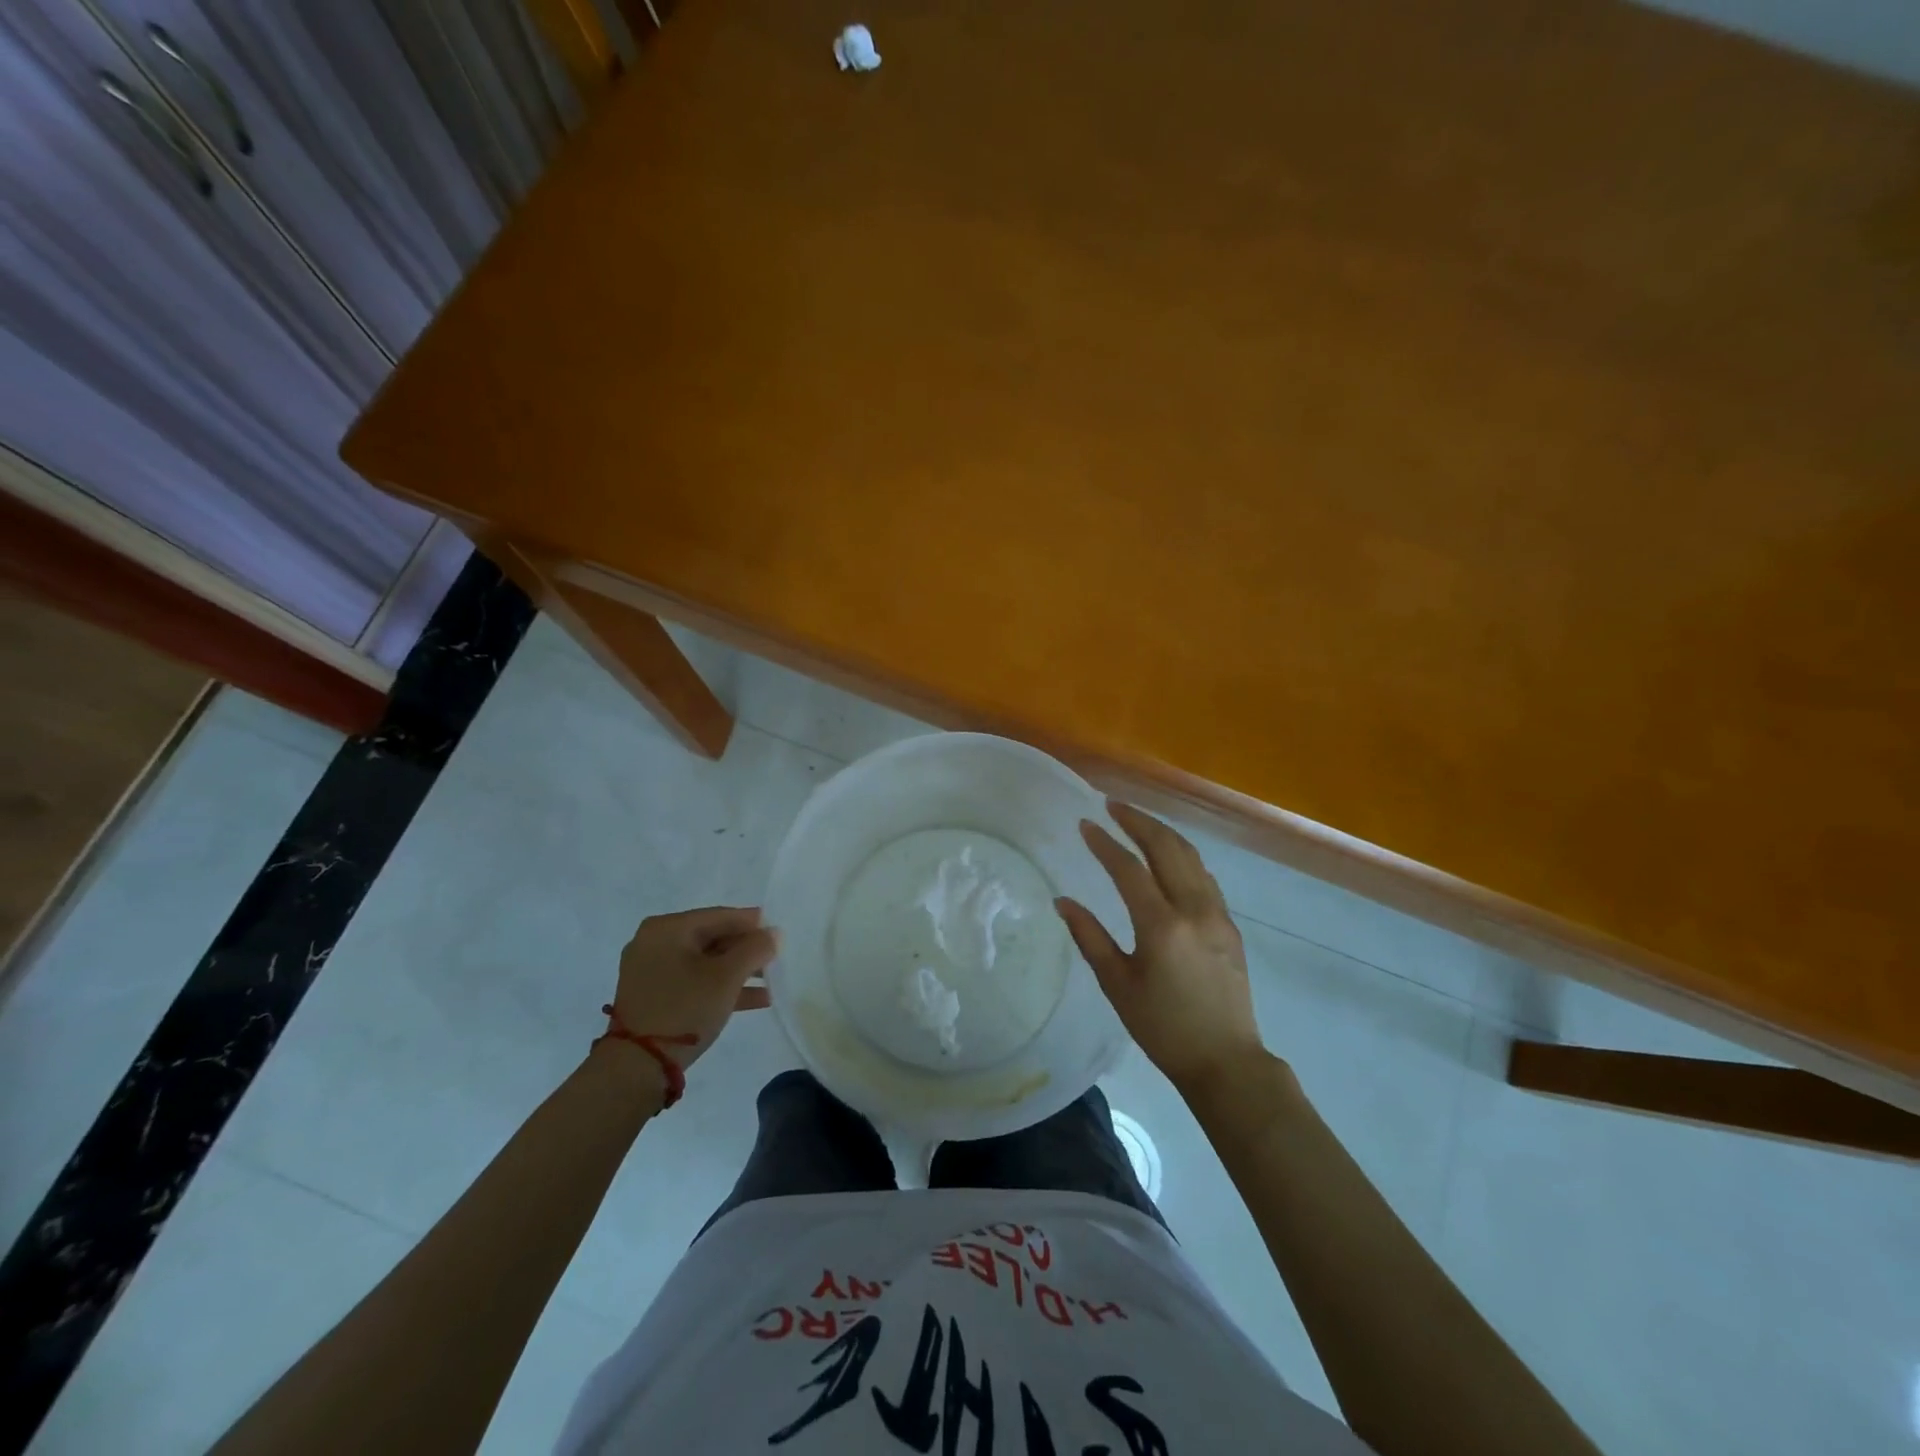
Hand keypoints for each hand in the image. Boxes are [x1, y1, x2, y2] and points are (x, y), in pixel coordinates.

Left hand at [606, 907, 776, 1082]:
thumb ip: (755, 949)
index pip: (720, 916)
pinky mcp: (652, 996)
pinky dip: (720, 987)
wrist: (635, 1068)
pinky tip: (755, 1000)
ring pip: (705, 962)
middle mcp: (654, 942)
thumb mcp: (727, 977)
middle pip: (712, 938)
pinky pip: (693, 981)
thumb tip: (774, 933)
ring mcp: (651, 971)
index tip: (778, 932)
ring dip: (738, 971)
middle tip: (776, 960)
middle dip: (746, 951)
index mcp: (667, 928)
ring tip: (771, 982)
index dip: (753, 923)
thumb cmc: (684, 1009)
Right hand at [1055, 802, 1265, 1094]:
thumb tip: (1063, 901)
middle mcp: (1194, 910)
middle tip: (1113, 805)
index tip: (1085, 824)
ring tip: (1137, 821)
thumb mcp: (1118, 985)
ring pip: (1191, 857)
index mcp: (1162, 926)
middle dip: (1138, 821)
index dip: (1105, 844)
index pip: (1129, 869)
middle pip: (1167, 849)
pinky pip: (1204, 876)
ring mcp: (1218, 915)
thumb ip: (1090, 938)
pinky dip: (1182, 855)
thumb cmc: (1163, 1028)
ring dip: (1163, 833)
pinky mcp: (1229, 925)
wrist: (1226, 1061)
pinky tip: (1168, 856)